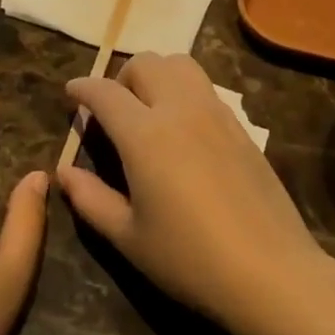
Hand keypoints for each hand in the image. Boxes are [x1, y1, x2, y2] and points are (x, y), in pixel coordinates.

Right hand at [57, 53, 332, 333]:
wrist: (270, 272)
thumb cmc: (189, 259)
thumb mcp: (128, 237)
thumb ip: (90, 199)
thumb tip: (63, 172)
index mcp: (145, 135)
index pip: (105, 91)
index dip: (82, 88)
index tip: (71, 93)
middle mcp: (181, 110)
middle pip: (146, 62)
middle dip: (120, 77)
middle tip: (112, 110)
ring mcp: (217, 114)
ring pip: (181, 65)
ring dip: (157, 75)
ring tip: (149, 110)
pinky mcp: (242, 128)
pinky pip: (206, 89)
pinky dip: (184, 91)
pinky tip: (183, 130)